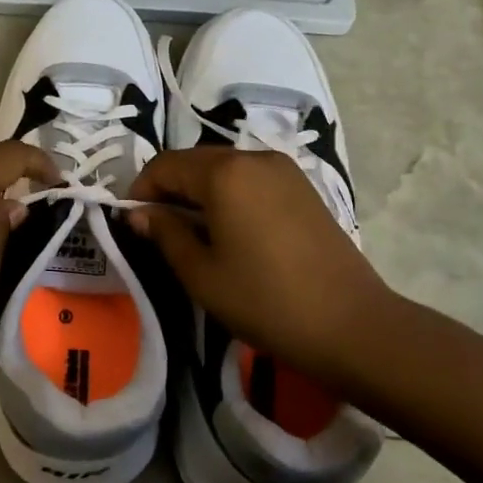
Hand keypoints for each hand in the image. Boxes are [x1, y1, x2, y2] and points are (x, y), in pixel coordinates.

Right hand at [127, 149, 396, 378]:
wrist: (351, 325)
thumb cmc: (265, 300)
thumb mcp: (201, 273)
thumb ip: (165, 234)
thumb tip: (139, 213)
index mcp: (224, 173)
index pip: (165, 166)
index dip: (140, 190)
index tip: (131, 222)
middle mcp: (253, 157)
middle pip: (195, 161)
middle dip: (169, 189)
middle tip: (157, 230)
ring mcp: (283, 170)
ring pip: (224, 169)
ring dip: (199, 192)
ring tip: (193, 234)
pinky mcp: (303, 187)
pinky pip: (250, 179)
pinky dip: (229, 195)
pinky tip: (229, 231)